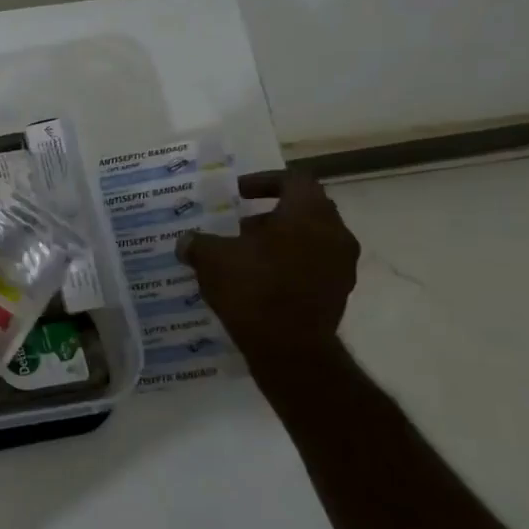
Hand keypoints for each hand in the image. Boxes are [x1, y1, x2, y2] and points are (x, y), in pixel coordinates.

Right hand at [177, 169, 358, 363]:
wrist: (289, 348)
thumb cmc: (253, 289)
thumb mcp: (212, 259)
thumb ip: (198, 243)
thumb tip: (186, 241)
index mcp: (307, 213)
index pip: (294, 180)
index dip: (264, 181)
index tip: (238, 194)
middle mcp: (334, 233)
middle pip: (305, 209)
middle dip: (271, 214)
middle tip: (240, 226)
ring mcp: (342, 265)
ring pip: (311, 239)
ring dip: (281, 241)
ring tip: (246, 255)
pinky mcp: (339, 293)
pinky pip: (313, 266)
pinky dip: (289, 265)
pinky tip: (259, 280)